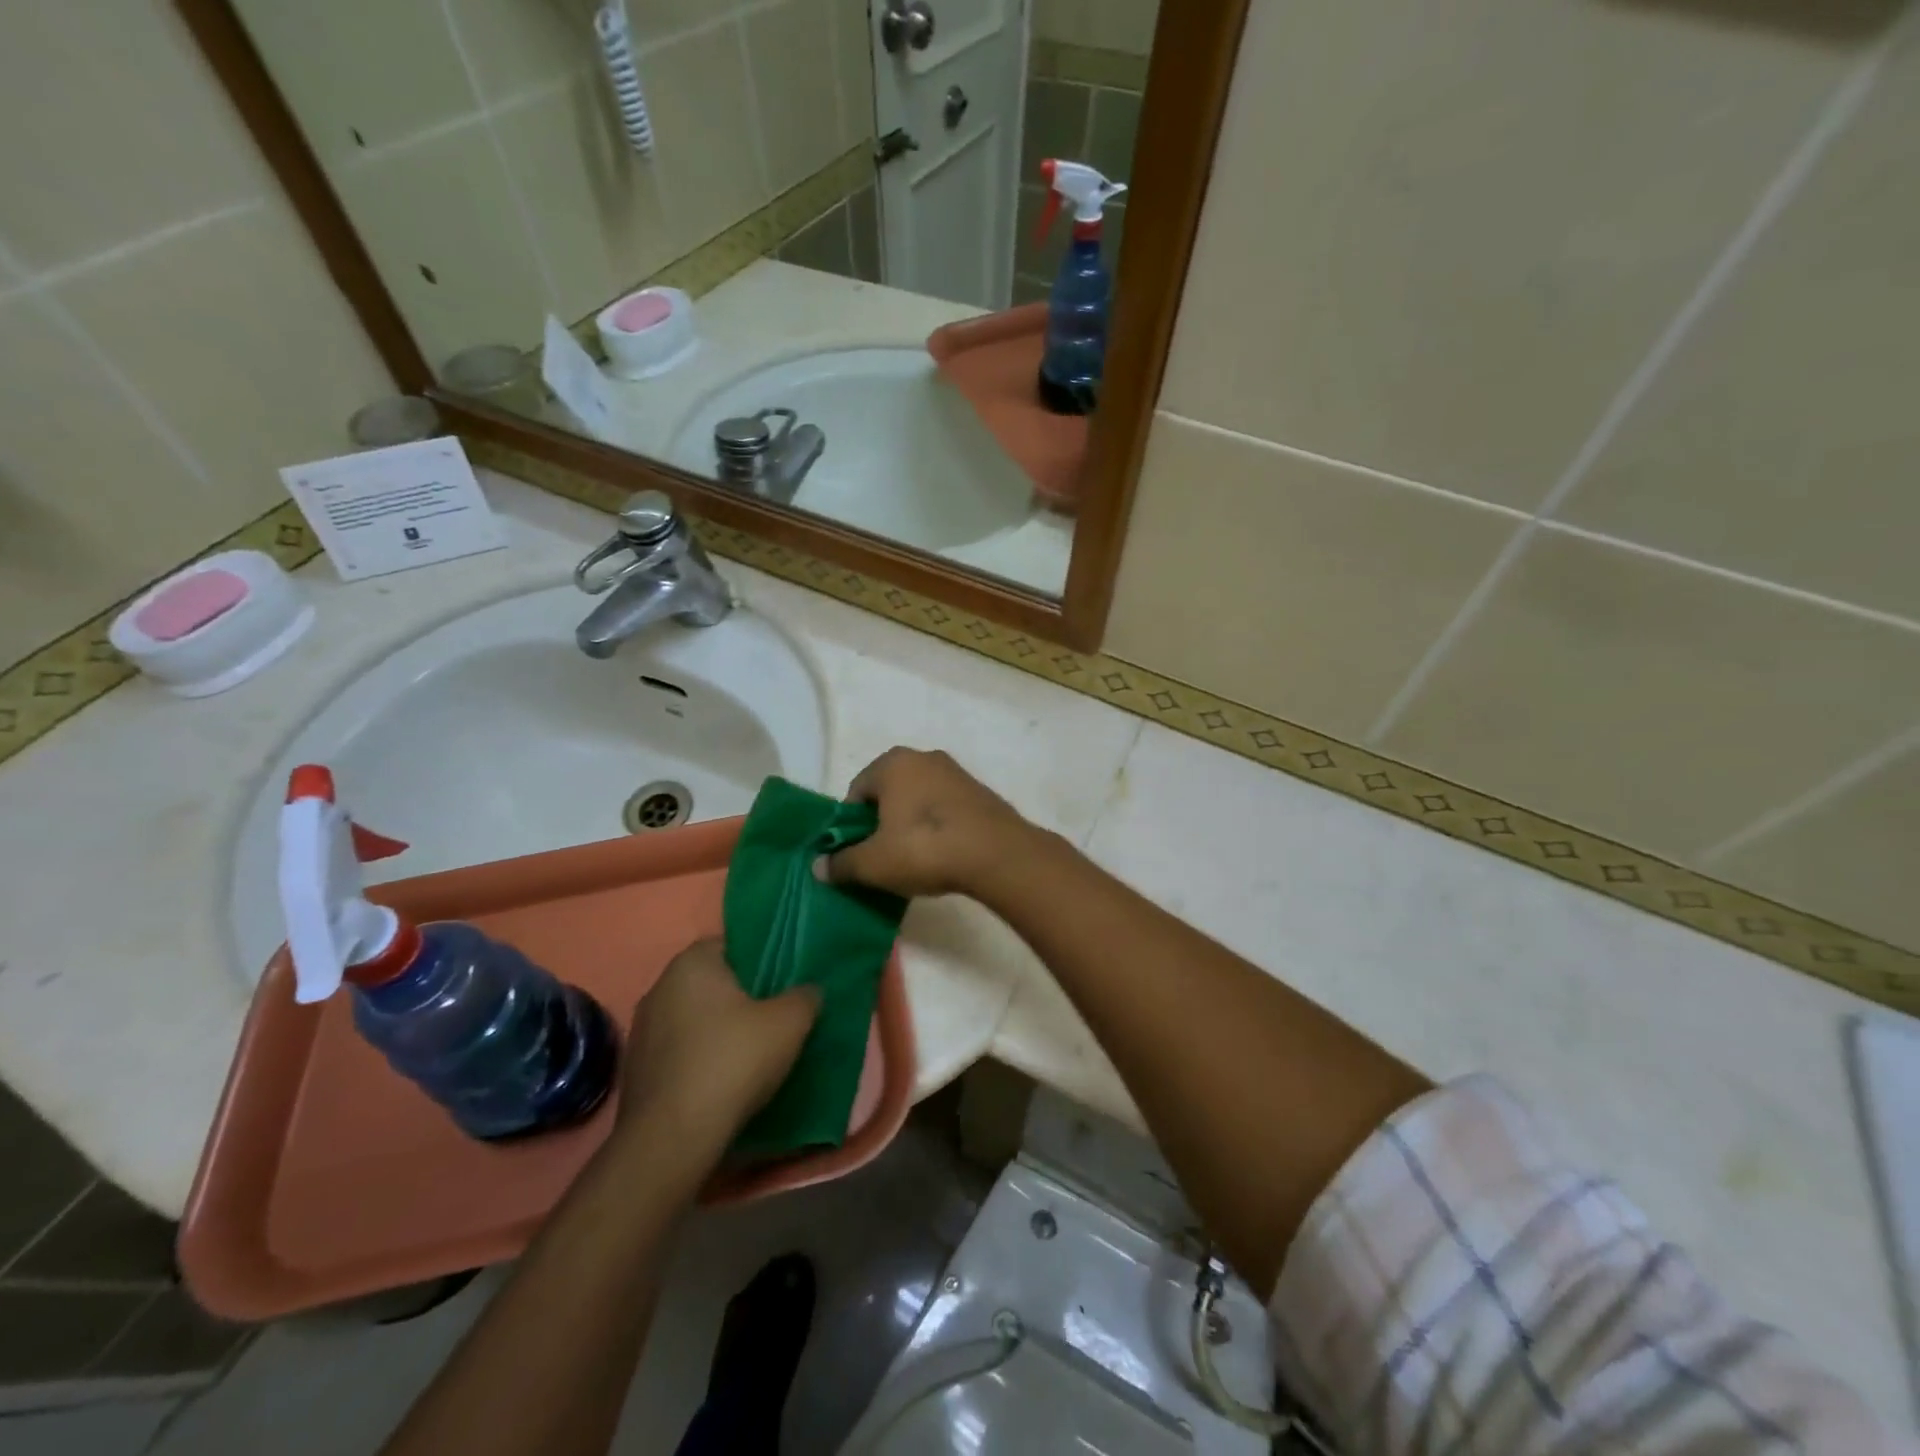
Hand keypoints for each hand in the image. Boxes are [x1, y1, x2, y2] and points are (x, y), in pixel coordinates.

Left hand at [612, 939, 819, 1172]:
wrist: (672, 1138)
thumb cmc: (733, 1061)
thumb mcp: (790, 1023)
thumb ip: (805, 996)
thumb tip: (809, 991)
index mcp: (692, 962)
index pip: (731, 944)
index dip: (760, 960)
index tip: (782, 983)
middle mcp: (659, 986)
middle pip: (712, 982)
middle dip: (740, 996)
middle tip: (774, 1016)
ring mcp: (642, 1030)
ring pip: (693, 1017)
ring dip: (718, 1029)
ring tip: (751, 1052)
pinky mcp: (636, 1069)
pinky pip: (679, 1050)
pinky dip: (700, 1058)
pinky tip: (722, 1080)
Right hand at [817, 747, 1034, 898]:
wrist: (997, 854)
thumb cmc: (924, 848)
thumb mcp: (873, 863)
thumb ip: (841, 863)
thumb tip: (818, 867)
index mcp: (892, 763)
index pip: (856, 792)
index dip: (851, 826)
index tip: (859, 854)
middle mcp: (923, 757)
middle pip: (888, 793)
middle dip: (881, 824)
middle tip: (884, 858)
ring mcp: (955, 772)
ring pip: (918, 800)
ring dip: (911, 825)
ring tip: (915, 860)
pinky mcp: (979, 792)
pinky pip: (945, 808)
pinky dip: (938, 827)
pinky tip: (942, 854)